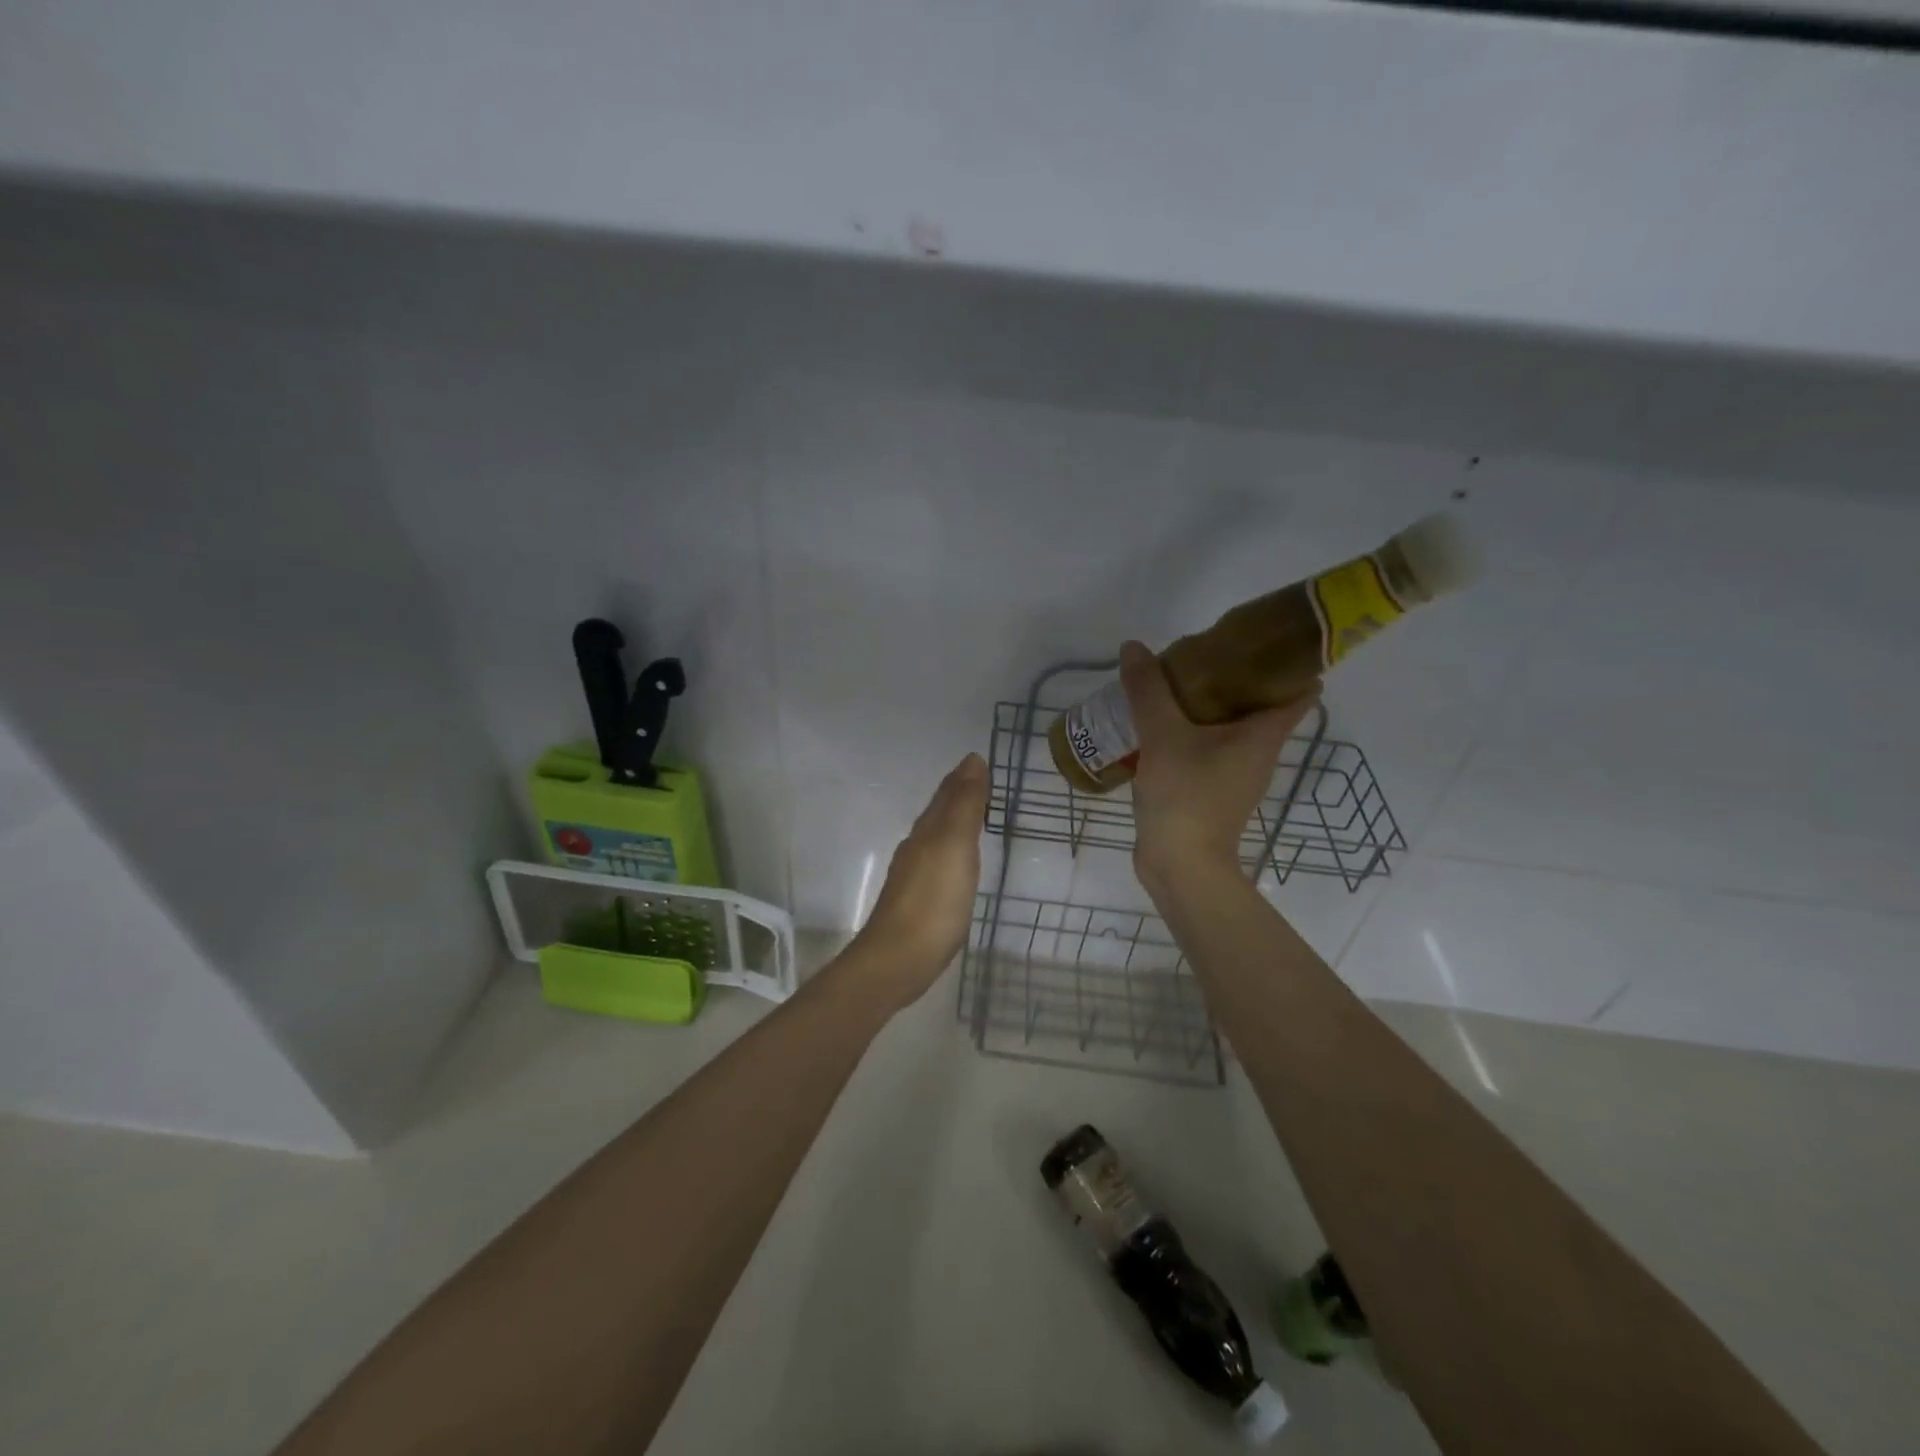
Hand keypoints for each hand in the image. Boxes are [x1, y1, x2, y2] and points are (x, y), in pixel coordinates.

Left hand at [841, 753, 988, 1012]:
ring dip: (954, 824)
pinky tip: (958, 865)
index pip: (947, 793)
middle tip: (983, 784)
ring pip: (937, 838)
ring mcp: (914, 875)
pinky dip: (951, 853)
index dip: (964, 777)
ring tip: (975, 818)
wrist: (899, 958)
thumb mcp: (955, 844)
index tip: (981, 762)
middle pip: (939, 813)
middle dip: (958, 796)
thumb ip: (964, 804)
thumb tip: (972, 759)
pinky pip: (938, 864)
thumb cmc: (934, 899)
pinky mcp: (918, 902)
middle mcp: (917, 846)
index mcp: (927, 830)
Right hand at [1119, 641, 1320, 889]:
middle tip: (1205, 653)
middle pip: (1261, 706)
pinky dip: (1193, 733)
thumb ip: (1148, 689)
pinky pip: (1210, 750)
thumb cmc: (1186, 794)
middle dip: (1238, 678)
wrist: (1180, 865)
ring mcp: (1237, 777)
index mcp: (1263, 735)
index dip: (1290, 662)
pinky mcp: (1214, 794)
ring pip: (1232, 729)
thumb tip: (1134, 647)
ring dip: (1211, 707)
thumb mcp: (1162, 734)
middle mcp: (1259, 754)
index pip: (1298, 691)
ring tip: (1178, 684)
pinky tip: (1162, 726)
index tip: (1266, 639)